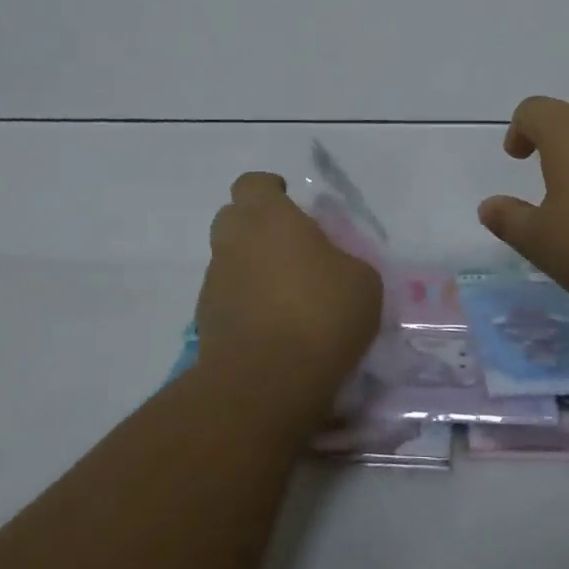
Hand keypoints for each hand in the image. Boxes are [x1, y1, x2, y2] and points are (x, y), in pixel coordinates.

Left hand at [196, 172, 381, 430]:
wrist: (265, 383)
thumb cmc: (321, 314)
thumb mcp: (363, 281)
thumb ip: (344, 261)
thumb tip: (333, 268)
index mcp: (269, 217)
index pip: (253, 184)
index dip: (270, 190)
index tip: (289, 203)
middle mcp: (233, 241)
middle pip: (233, 218)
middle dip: (256, 228)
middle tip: (291, 250)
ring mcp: (214, 283)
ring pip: (229, 261)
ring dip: (251, 270)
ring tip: (286, 299)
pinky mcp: (205, 323)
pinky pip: (228, 300)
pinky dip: (245, 306)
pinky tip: (273, 330)